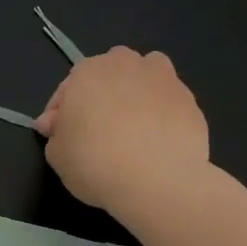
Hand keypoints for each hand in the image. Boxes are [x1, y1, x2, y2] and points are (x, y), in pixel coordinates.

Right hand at [36, 47, 210, 216]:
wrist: (157, 180)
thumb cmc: (95, 162)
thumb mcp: (57, 155)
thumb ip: (56, 134)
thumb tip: (58, 124)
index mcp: (87, 72)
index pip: (66, 89)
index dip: (60, 113)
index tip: (59, 136)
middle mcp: (126, 65)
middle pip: (109, 73)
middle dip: (100, 94)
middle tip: (95, 128)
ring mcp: (164, 79)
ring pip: (146, 76)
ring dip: (136, 91)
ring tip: (132, 124)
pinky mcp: (191, 101)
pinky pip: (168, 102)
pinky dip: (161, 114)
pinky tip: (156, 141)